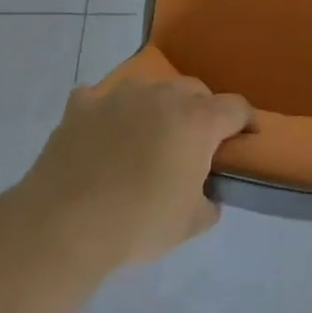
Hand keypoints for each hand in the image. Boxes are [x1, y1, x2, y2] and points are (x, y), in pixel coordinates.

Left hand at [25, 71, 253, 268]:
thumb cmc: (138, 223)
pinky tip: (102, 134)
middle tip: (194, 143)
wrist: (64, 224)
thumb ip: (209, 201)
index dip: (246, 121)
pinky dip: (108, 112)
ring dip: (157, 107)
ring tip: (147, 136)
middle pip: (195, 90)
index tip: (247, 137)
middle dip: (202, 111)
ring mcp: (119, 95)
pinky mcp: (82, 104)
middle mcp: (163, 95)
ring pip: (150, 88)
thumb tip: (206, 193)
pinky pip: (102, 98)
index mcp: (197, 120)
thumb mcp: (190, 224)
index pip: (236, 107)